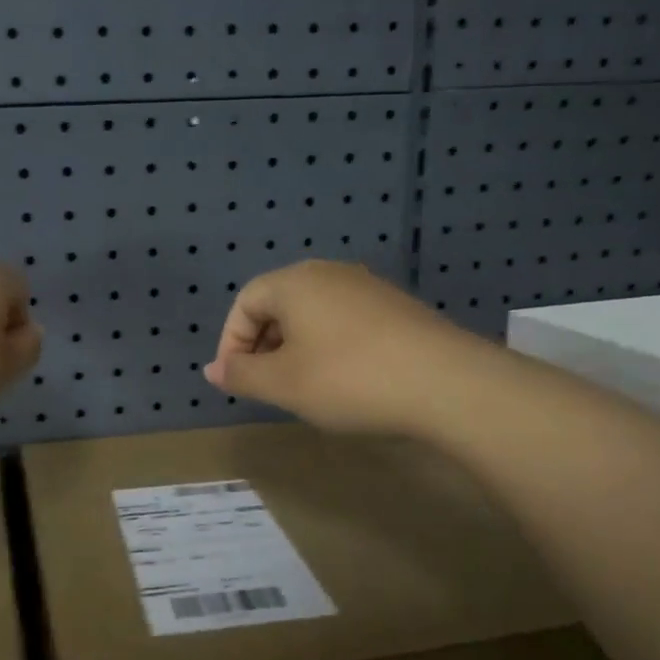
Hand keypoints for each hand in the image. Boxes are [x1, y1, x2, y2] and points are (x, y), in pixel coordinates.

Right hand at [204, 261, 455, 433]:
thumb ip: (241, 374)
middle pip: (278, 303)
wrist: (446, 383)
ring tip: (301, 387)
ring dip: (294, 348)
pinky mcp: (396, 307)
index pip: (245, 302)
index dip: (230, 342)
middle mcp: (329, 273)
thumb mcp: (282, 383)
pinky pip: (343, 321)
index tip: (235, 381)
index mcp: (294, 282)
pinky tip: (343, 380)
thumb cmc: (348, 379)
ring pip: (312, 314)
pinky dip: (328, 347)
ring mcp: (367, 287)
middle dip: (262, 345)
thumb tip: (213, 369)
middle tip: (265, 386)